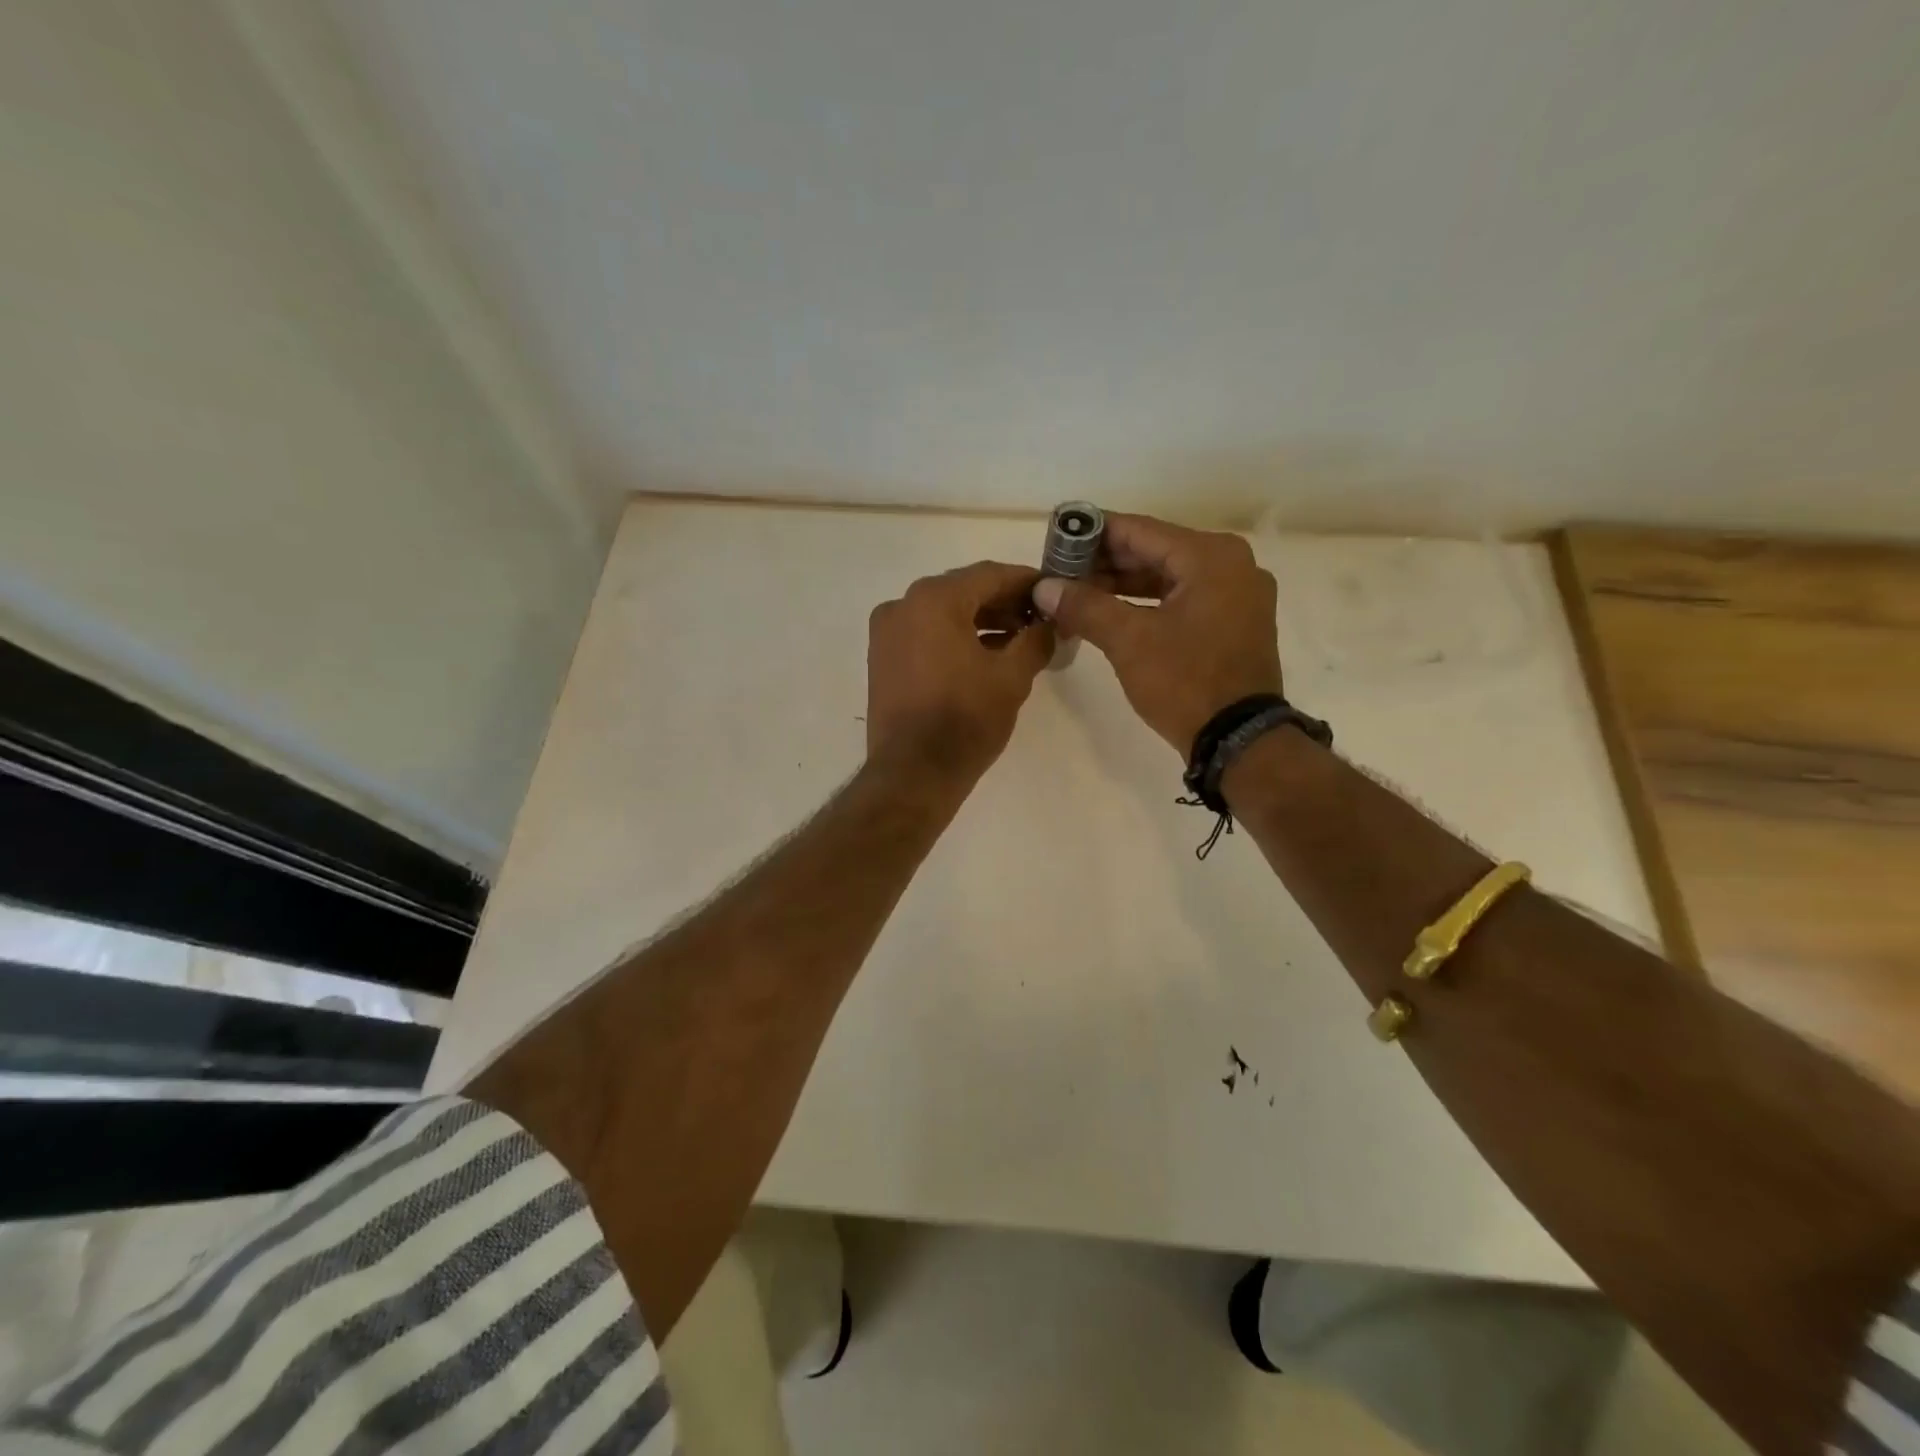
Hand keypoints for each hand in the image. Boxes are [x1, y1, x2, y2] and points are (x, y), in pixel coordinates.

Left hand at [867, 561, 1053, 785]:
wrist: (913, 772)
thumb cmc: (965, 720)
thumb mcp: (1012, 677)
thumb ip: (1036, 640)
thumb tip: (1049, 625)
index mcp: (933, 599)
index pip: (990, 575)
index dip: (1027, 581)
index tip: (1053, 591)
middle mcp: (903, 605)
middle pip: (964, 591)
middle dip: (1004, 602)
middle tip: (1040, 619)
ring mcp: (887, 632)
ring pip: (943, 613)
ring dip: (981, 621)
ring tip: (1019, 640)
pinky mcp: (882, 658)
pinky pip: (925, 634)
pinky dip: (956, 637)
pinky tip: (986, 655)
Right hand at [1030, 513, 1281, 753]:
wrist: (1239, 740)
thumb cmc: (1185, 682)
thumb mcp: (1129, 641)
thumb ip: (1084, 606)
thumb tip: (1044, 587)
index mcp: (1210, 556)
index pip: (1138, 530)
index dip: (1091, 535)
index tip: (1055, 542)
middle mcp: (1231, 564)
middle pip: (1154, 551)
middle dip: (1104, 563)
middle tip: (1059, 574)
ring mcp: (1237, 595)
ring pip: (1167, 576)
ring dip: (1122, 585)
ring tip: (1076, 595)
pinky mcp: (1234, 622)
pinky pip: (1182, 598)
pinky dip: (1147, 603)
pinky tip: (1110, 613)